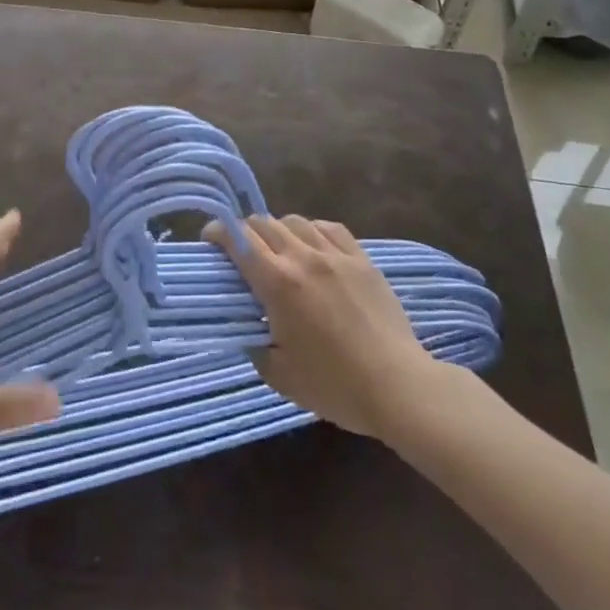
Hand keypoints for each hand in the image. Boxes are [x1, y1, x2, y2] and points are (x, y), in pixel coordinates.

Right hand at [207, 214, 439, 442]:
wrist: (399, 388)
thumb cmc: (335, 385)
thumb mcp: (278, 374)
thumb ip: (254, 344)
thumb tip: (248, 327)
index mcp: (278, 282)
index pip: (238, 239)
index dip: (218, 233)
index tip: (210, 242)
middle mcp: (303, 258)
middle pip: (263, 223)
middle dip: (244, 232)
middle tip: (241, 253)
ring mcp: (336, 256)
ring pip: (296, 221)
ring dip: (278, 230)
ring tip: (279, 250)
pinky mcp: (363, 260)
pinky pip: (330, 228)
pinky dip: (312, 231)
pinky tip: (313, 247)